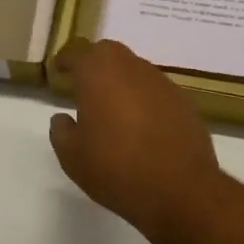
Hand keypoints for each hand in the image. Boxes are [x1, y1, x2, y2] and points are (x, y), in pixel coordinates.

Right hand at [49, 39, 222, 234]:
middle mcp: (130, 67)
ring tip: (114, 109)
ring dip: (122, 82)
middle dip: (95, 64)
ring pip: (135, 70)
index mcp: (98, 73)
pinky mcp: (183, 102)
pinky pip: (156, 91)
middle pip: (109, 53)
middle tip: (86, 86)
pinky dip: (145, 100)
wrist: (180, 190)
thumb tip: (62, 118)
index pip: (77, 54)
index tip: (59, 70)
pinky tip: (142, 126)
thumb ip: (61, 131)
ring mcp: (161, 82)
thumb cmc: (116, 168)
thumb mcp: (73, 157)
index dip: (66, 61)